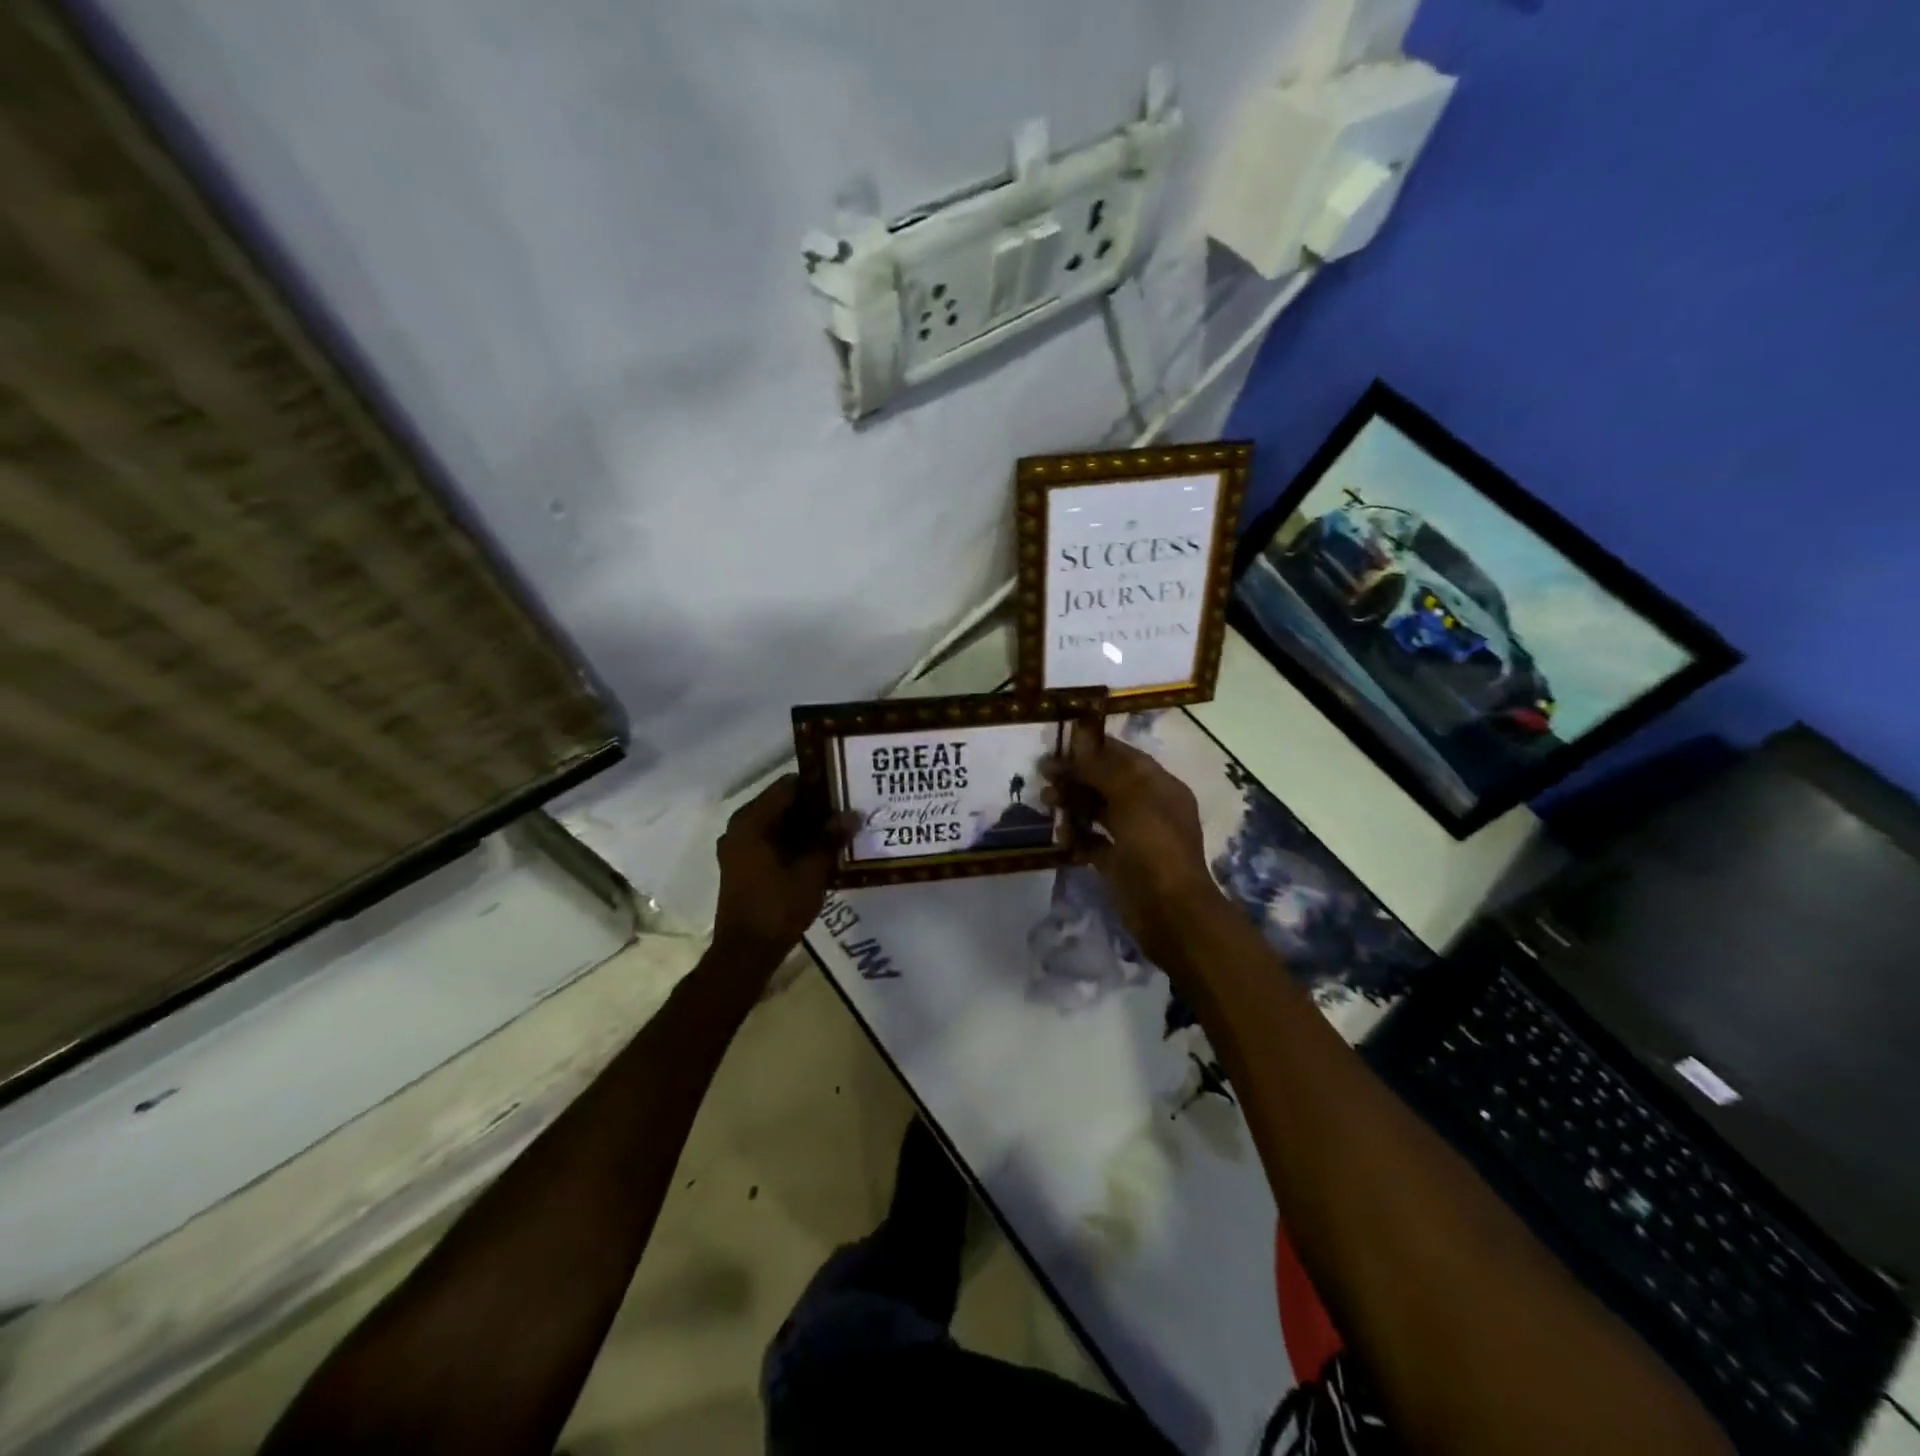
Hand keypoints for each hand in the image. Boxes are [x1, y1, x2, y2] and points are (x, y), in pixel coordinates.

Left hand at [712, 776, 853, 970]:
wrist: (746, 952)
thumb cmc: (778, 906)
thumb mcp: (812, 871)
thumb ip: (830, 838)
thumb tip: (852, 814)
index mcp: (752, 821)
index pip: (788, 785)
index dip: (818, 785)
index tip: (845, 790)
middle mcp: (740, 827)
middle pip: (783, 803)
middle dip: (815, 807)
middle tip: (848, 811)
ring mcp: (738, 847)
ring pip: (778, 823)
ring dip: (806, 826)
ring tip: (839, 830)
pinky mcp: (742, 865)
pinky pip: (771, 841)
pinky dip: (793, 842)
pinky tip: (820, 852)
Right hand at [1043, 734, 1218, 967]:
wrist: (1168, 912)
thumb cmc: (1154, 846)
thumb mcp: (1131, 797)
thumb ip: (1103, 768)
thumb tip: (1080, 740)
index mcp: (1160, 786)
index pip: (1125, 756)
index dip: (1094, 747)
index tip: (1060, 743)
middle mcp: (1149, 807)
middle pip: (1108, 782)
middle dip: (1077, 775)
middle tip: (1043, 773)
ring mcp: (1135, 837)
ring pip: (1099, 811)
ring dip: (1073, 804)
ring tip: (1046, 801)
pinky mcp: (1120, 864)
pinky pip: (1094, 843)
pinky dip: (1077, 837)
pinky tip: (1059, 835)